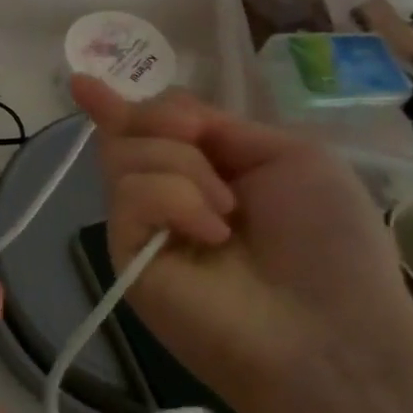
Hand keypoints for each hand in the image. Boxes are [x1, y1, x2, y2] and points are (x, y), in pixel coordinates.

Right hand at [69, 76, 412, 412]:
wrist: (331, 330)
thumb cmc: (328, 241)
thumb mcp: (290, 156)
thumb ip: (220, 126)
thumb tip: (161, 112)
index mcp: (209, 170)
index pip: (151, 128)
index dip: (118, 105)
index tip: (81, 83)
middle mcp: (168, 193)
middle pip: (130, 129)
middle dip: (163, 119)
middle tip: (197, 139)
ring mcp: (144, 225)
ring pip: (125, 153)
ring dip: (184, 167)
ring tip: (228, 213)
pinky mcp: (127, 253)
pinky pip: (131, 193)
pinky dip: (175, 199)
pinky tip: (212, 234)